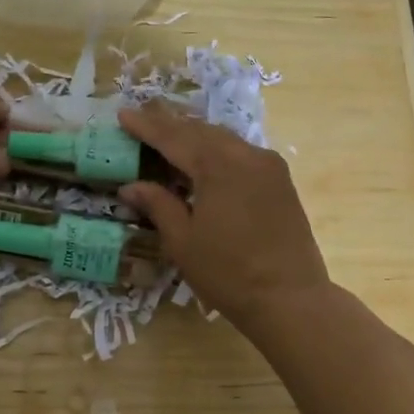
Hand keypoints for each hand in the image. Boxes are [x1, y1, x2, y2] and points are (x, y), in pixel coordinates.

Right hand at [117, 101, 329, 327]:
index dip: (146, 127)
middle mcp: (246, 155)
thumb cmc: (228, 273)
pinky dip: (217, 150)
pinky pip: (242, 153)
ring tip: (170, 134)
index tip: (123, 114)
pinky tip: (205, 159)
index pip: (174, 138)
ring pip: (224, 139)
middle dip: (171, 124)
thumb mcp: (182, 241)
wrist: (289, 298)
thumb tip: (130, 186)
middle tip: (144, 117)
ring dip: (195, 135)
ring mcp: (268, 166)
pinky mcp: (281, 182)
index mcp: (218, 166)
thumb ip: (158, 205)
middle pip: (201, 131)